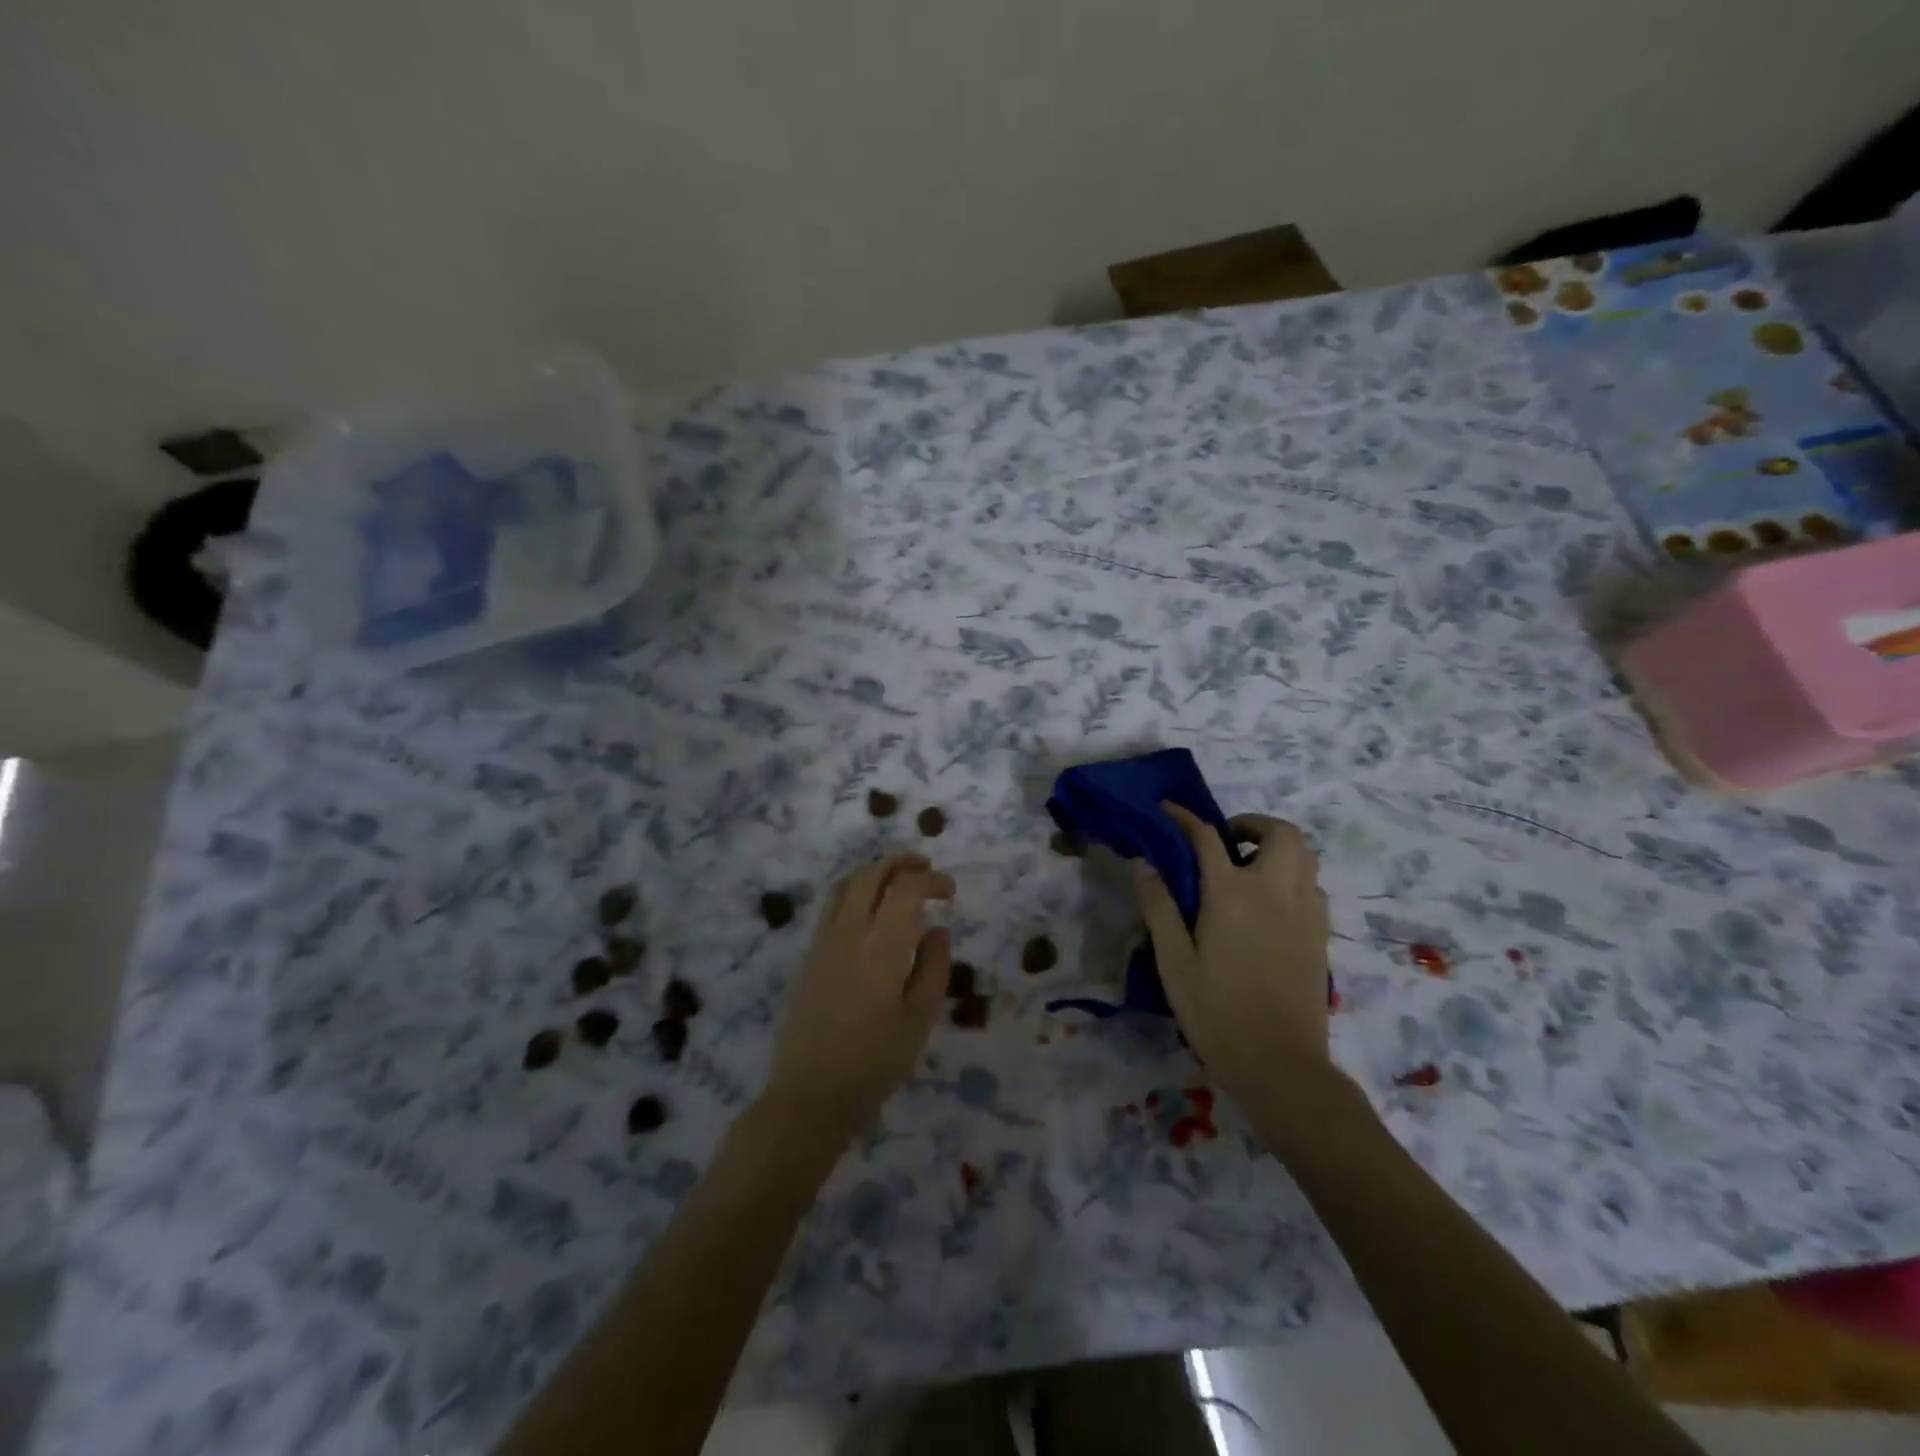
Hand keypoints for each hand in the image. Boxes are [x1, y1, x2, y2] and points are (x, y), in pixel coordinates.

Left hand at [763, 853, 953, 1141]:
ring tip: (898, 880)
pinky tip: (870, 911)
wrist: (809, 1095)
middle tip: (926, 868)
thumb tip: (936, 931)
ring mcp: (824, 942)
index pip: (906, 889)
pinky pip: (833, 906)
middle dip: (900, 863)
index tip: (950, 892)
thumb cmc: (874, 1063)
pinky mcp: (809, 957)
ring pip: (846, 885)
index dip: (932, 881)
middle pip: (871, 875)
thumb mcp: (919, 1020)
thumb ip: (933, 968)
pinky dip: (856, 891)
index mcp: (881, 946)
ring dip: (875, 872)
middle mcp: (848, 932)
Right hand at [1133, 802, 1331, 1103]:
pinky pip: (1312, 884)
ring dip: (1276, 846)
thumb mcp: (1174, 962)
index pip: (1207, 837)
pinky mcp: (1321, 934)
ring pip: (1304, 855)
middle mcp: (1275, 891)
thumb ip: (1159, 907)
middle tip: (1225, 841)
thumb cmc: (1218, 1014)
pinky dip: (1292, 875)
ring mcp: (1306, 912)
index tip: (1167, 810)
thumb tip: (1144, 862)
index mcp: (1232, 895)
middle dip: (1251, 824)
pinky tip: (1269, 904)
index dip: (1185, 817)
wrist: (1281, 1066)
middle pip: (1279, 832)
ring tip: (1247, 868)